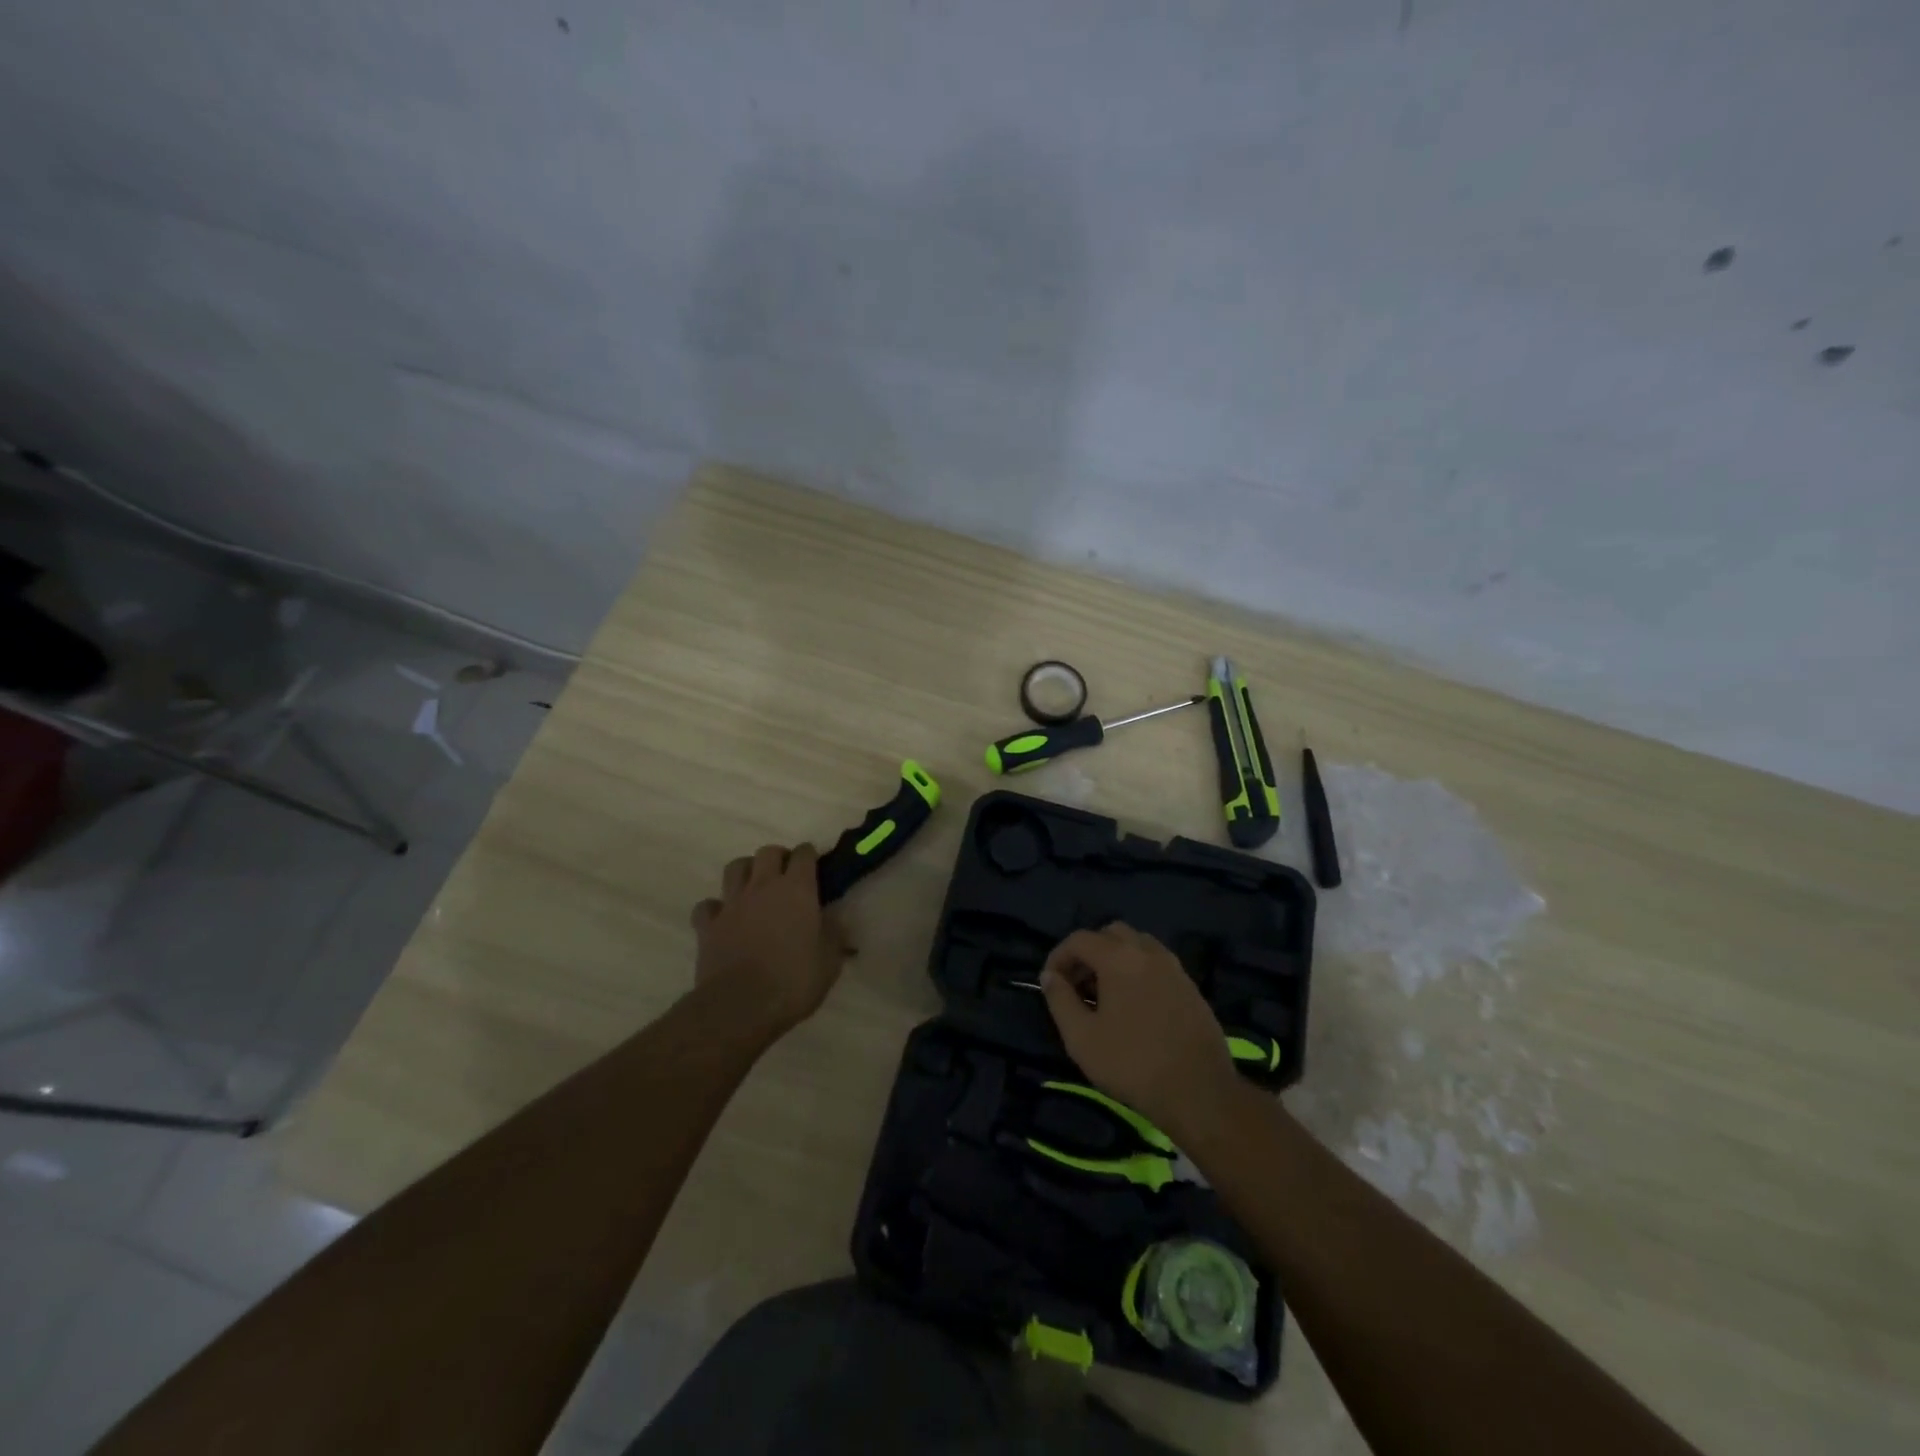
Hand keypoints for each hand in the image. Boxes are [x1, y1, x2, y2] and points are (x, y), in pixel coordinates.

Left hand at [691, 844, 850, 1036]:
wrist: (741, 1006)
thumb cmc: (793, 981)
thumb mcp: (830, 961)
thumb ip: (833, 933)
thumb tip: (835, 919)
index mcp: (797, 889)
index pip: (804, 854)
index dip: (810, 856)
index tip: (816, 869)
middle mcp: (763, 886)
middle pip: (767, 852)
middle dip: (778, 858)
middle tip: (787, 877)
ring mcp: (732, 904)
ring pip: (735, 868)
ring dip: (746, 872)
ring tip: (754, 889)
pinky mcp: (707, 925)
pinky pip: (708, 905)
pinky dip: (715, 908)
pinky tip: (724, 919)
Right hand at [1039, 923, 1237, 1138]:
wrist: (1200, 1092)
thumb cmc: (1132, 1064)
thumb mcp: (1081, 1038)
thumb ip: (1060, 1000)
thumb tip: (1050, 976)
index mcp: (1119, 958)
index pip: (1079, 939)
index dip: (1058, 956)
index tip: (1050, 983)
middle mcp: (1148, 952)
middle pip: (1111, 934)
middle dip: (1089, 952)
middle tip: (1078, 985)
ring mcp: (1174, 968)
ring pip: (1138, 945)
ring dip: (1115, 958)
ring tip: (1105, 994)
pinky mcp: (1191, 987)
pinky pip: (1157, 964)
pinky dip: (1138, 971)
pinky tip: (1134, 1006)